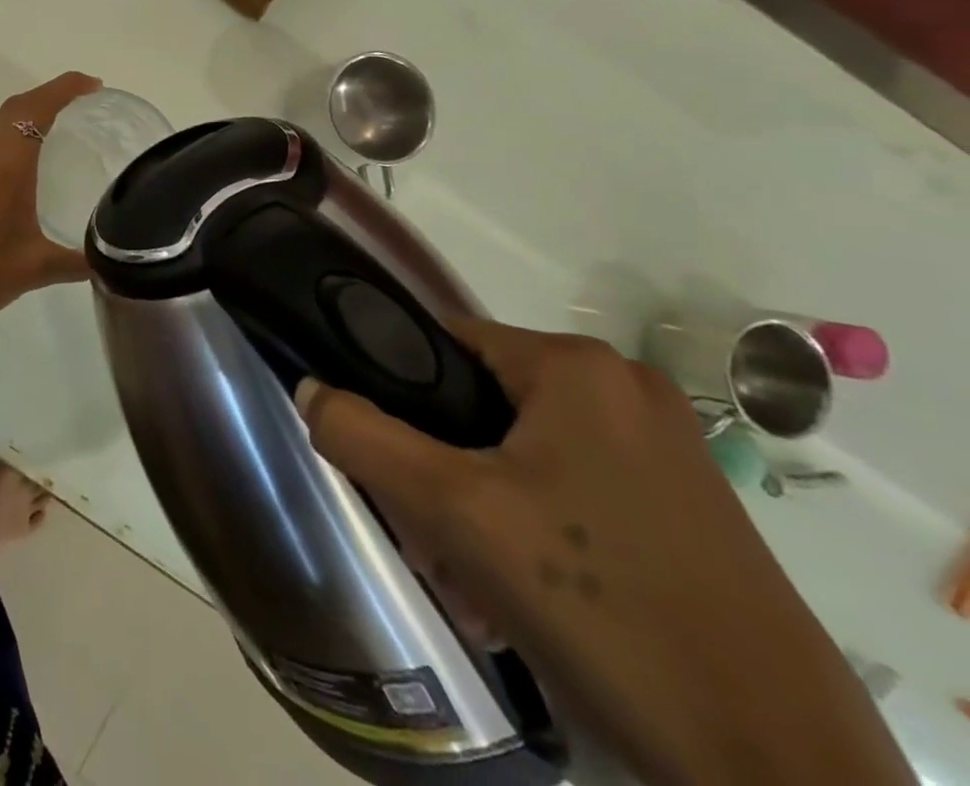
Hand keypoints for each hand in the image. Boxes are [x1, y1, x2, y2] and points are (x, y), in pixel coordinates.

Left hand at [0, 72, 101, 330]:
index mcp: (2, 163)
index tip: (91, 85)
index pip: (35, 108)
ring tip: (42, 148)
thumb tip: (110, 259)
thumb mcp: (35, 269)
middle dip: (45, 102)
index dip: (64, 89)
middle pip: (11, 112)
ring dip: (16, 130)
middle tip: (76, 109)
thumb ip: (78, 260)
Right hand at [297, 319, 912, 785]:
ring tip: (470, 582)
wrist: (779, 774)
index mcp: (576, 366)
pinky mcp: (686, 509)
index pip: (442, 343)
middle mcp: (624, 388)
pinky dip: (530, 528)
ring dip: (477, 507)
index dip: (398, 394)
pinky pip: (570, 489)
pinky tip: (521, 597)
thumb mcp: (453, 513)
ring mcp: (665, 450)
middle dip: (439, 470)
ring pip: (521, 452)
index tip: (385, 461)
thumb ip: (363, 436)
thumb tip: (307, 388)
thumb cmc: (599, 605)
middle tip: (429, 539)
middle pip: (480, 404)